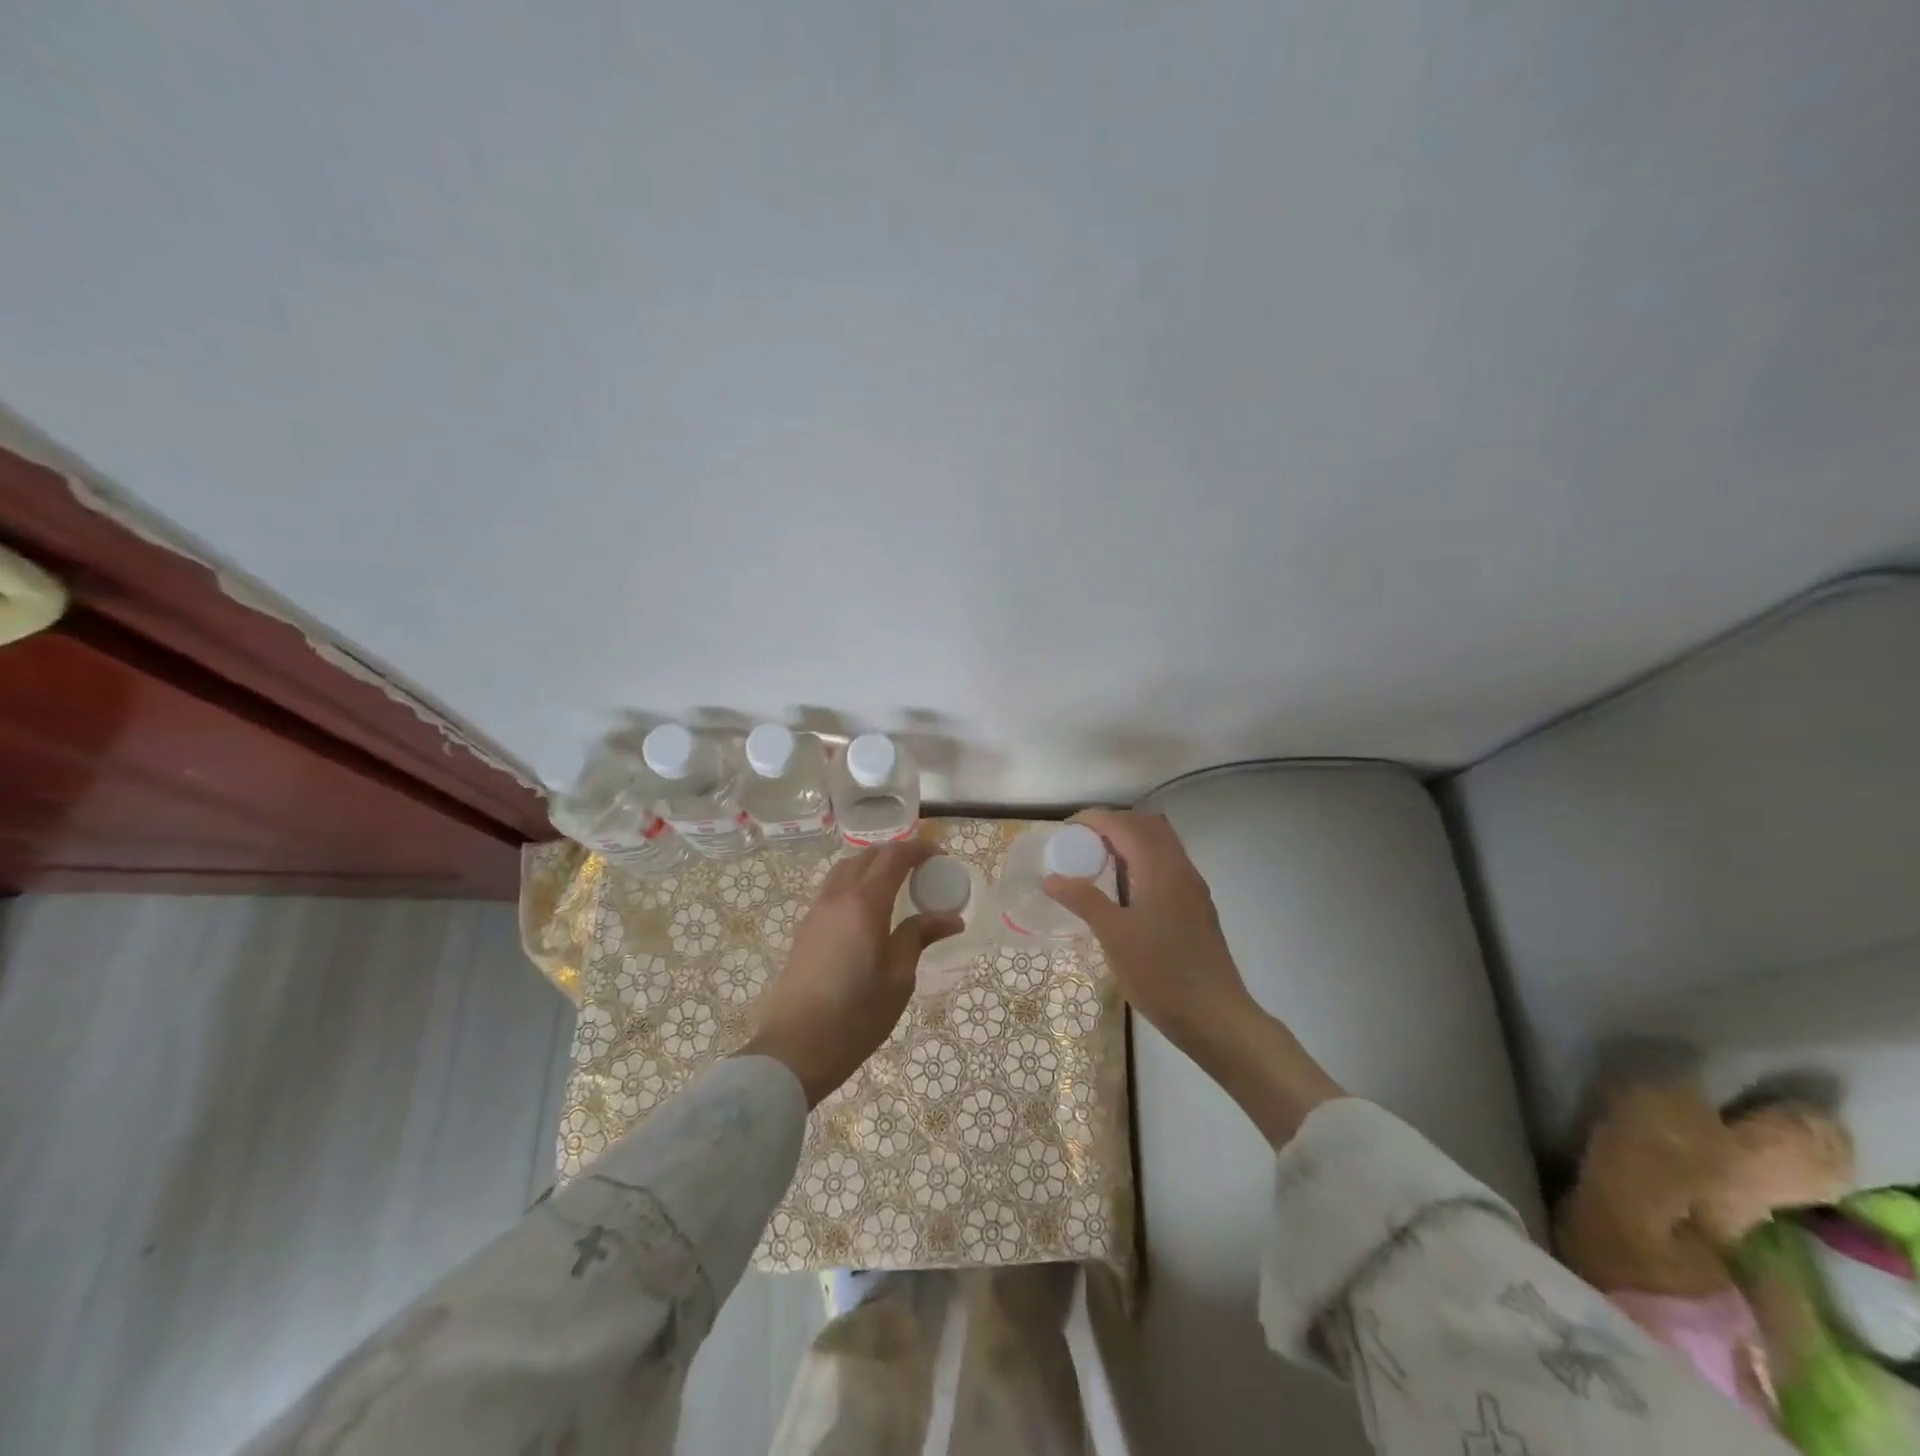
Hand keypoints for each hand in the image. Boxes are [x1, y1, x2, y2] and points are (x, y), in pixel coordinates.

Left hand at [737, 840, 960, 1107]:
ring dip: (871, 865)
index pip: (893, 858)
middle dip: (895, 853)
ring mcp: (815, 912)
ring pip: (844, 869)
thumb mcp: (898, 978)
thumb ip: (919, 937)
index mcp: (865, 904)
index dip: (918, 850)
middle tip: (921, 869)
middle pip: (866, 857)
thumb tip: (950, 918)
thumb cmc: (856, 1017)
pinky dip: (854, 882)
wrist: (795, 1050)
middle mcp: (837, 897)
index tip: (940, 856)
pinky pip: (832, 889)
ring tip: (894, 883)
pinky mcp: (804, 929)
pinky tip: (866, 908)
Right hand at [1044, 808, 1343, 1144]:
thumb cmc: (1161, 974)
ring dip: (1129, 843)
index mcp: (1160, 869)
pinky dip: (1142, 862)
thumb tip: (1052, 878)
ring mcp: (1193, 888)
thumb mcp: (1114, 937)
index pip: (1124, 825)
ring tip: (1097, 865)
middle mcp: (1181, 869)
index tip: (1064, 832)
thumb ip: (1084, 901)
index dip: (1093, 820)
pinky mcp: (1197, 907)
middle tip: (1081, 845)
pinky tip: (1124, 892)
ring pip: (1161, 845)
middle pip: (1147, 825)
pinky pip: (1167, 866)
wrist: (1216, 1017)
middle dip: (1112, 826)